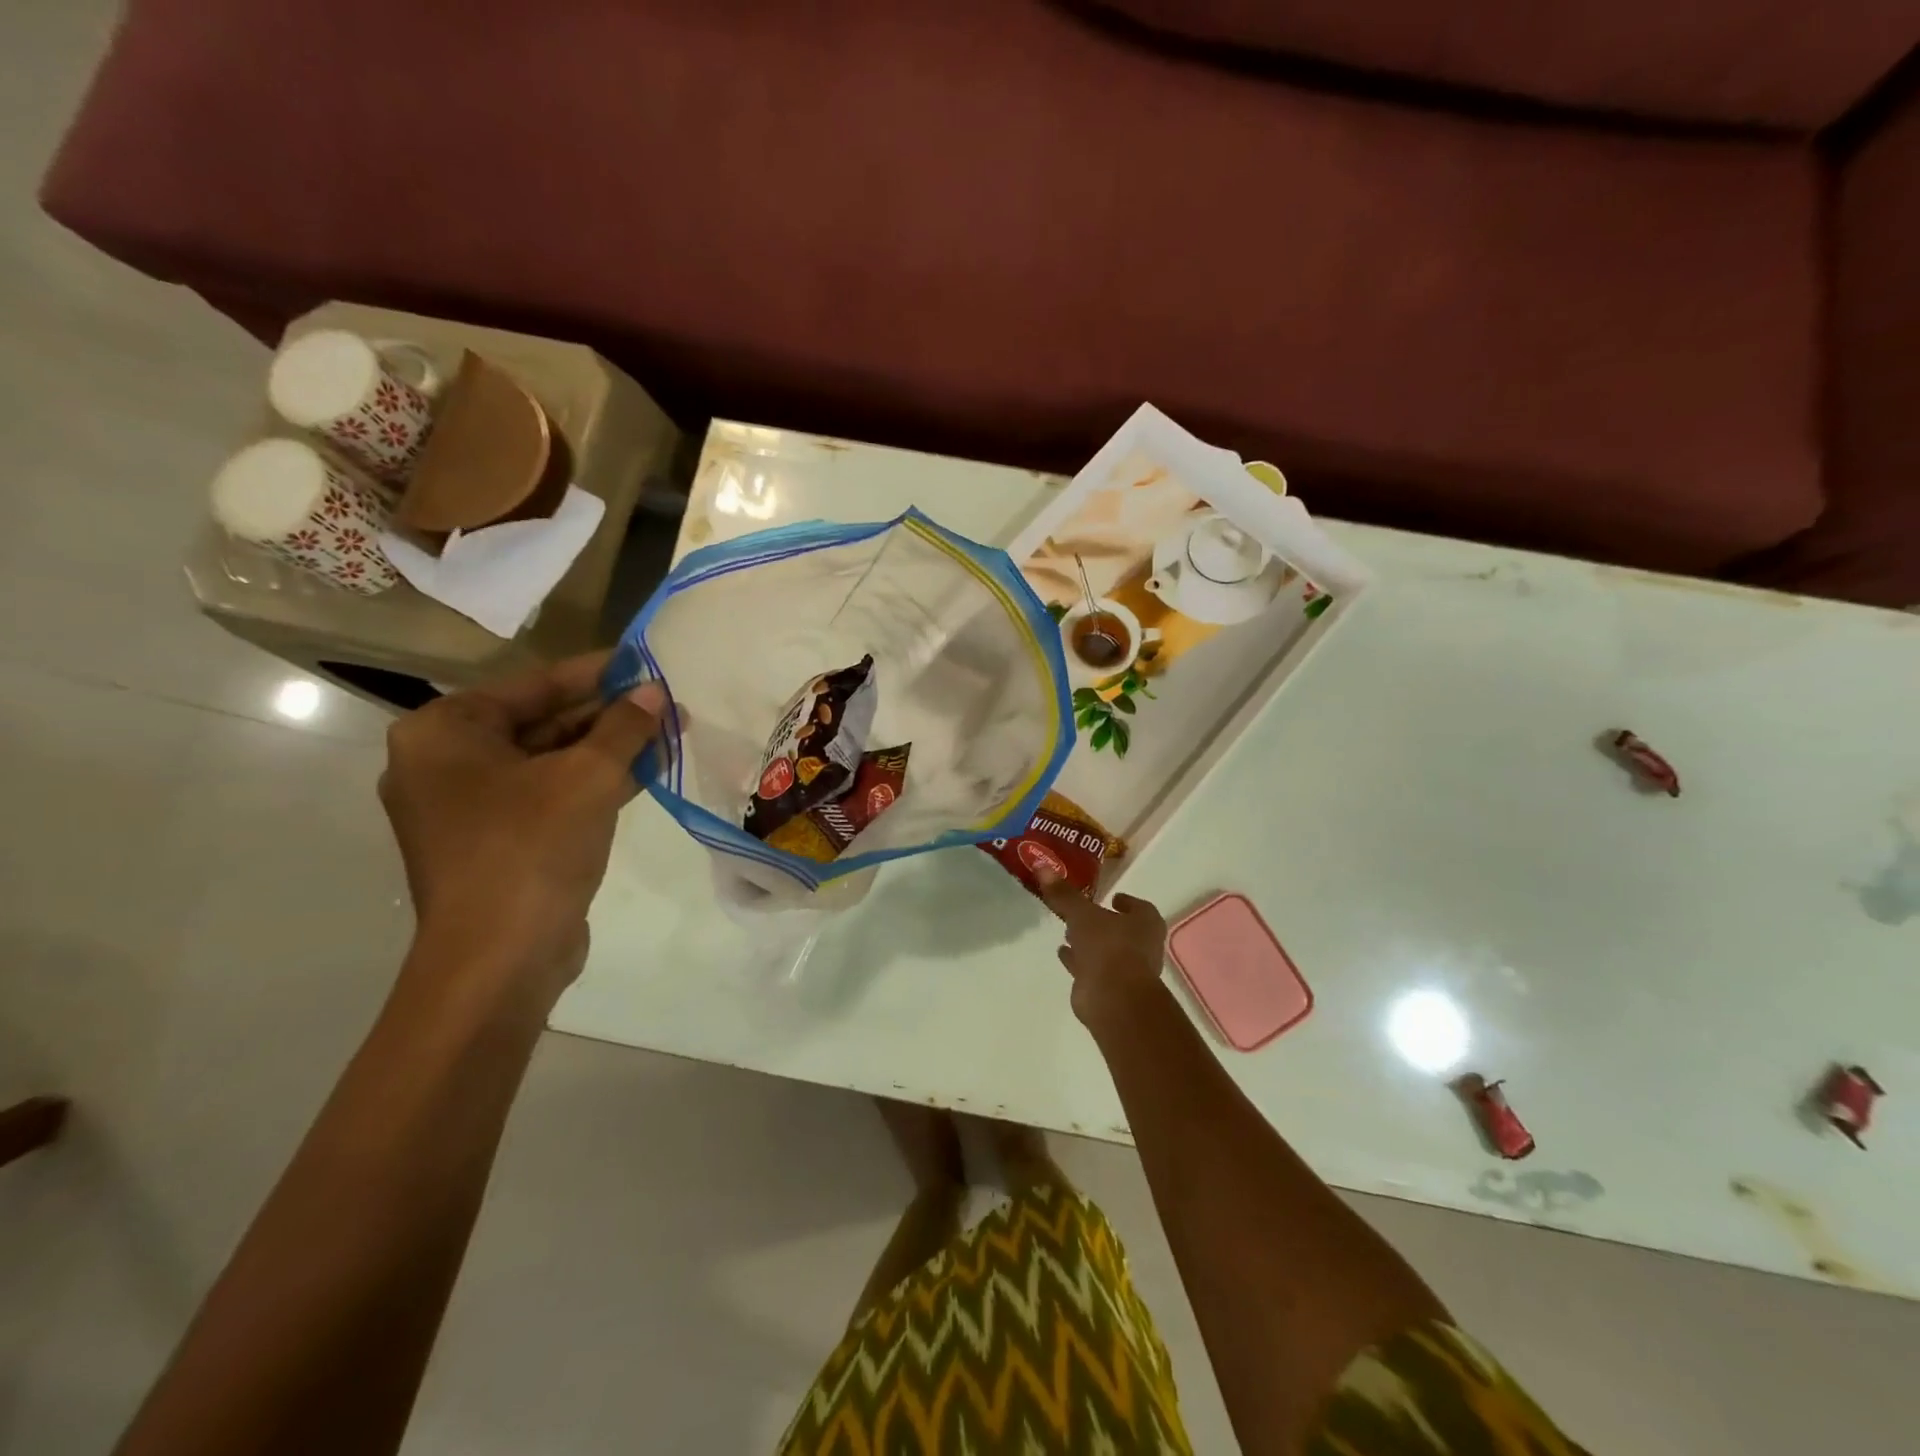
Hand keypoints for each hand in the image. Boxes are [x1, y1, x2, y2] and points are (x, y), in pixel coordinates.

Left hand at [379, 653, 666, 1001]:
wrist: (499, 959)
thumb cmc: (531, 848)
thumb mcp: (588, 777)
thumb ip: (624, 727)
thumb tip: (656, 692)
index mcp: (445, 734)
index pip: (531, 686)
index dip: (593, 673)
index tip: (641, 661)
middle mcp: (445, 764)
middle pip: (540, 722)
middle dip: (607, 713)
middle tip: (664, 701)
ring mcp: (468, 807)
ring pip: (549, 761)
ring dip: (607, 748)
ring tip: (667, 732)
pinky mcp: (496, 841)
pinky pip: (549, 794)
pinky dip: (593, 782)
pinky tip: (646, 770)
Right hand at [1041, 880, 1169, 1028]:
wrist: (1114, 999)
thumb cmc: (1108, 947)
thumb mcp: (1082, 914)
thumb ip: (1064, 894)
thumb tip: (1042, 866)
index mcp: (1145, 923)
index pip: (1139, 907)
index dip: (1126, 902)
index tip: (1111, 897)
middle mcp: (1141, 946)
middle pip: (1121, 929)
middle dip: (1102, 923)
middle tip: (1083, 913)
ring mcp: (1127, 970)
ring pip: (1105, 951)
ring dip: (1089, 943)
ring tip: (1067, 931)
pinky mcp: (1109, 989)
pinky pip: (1092, 969)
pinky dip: (1078, 961)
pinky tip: (1062, 952)